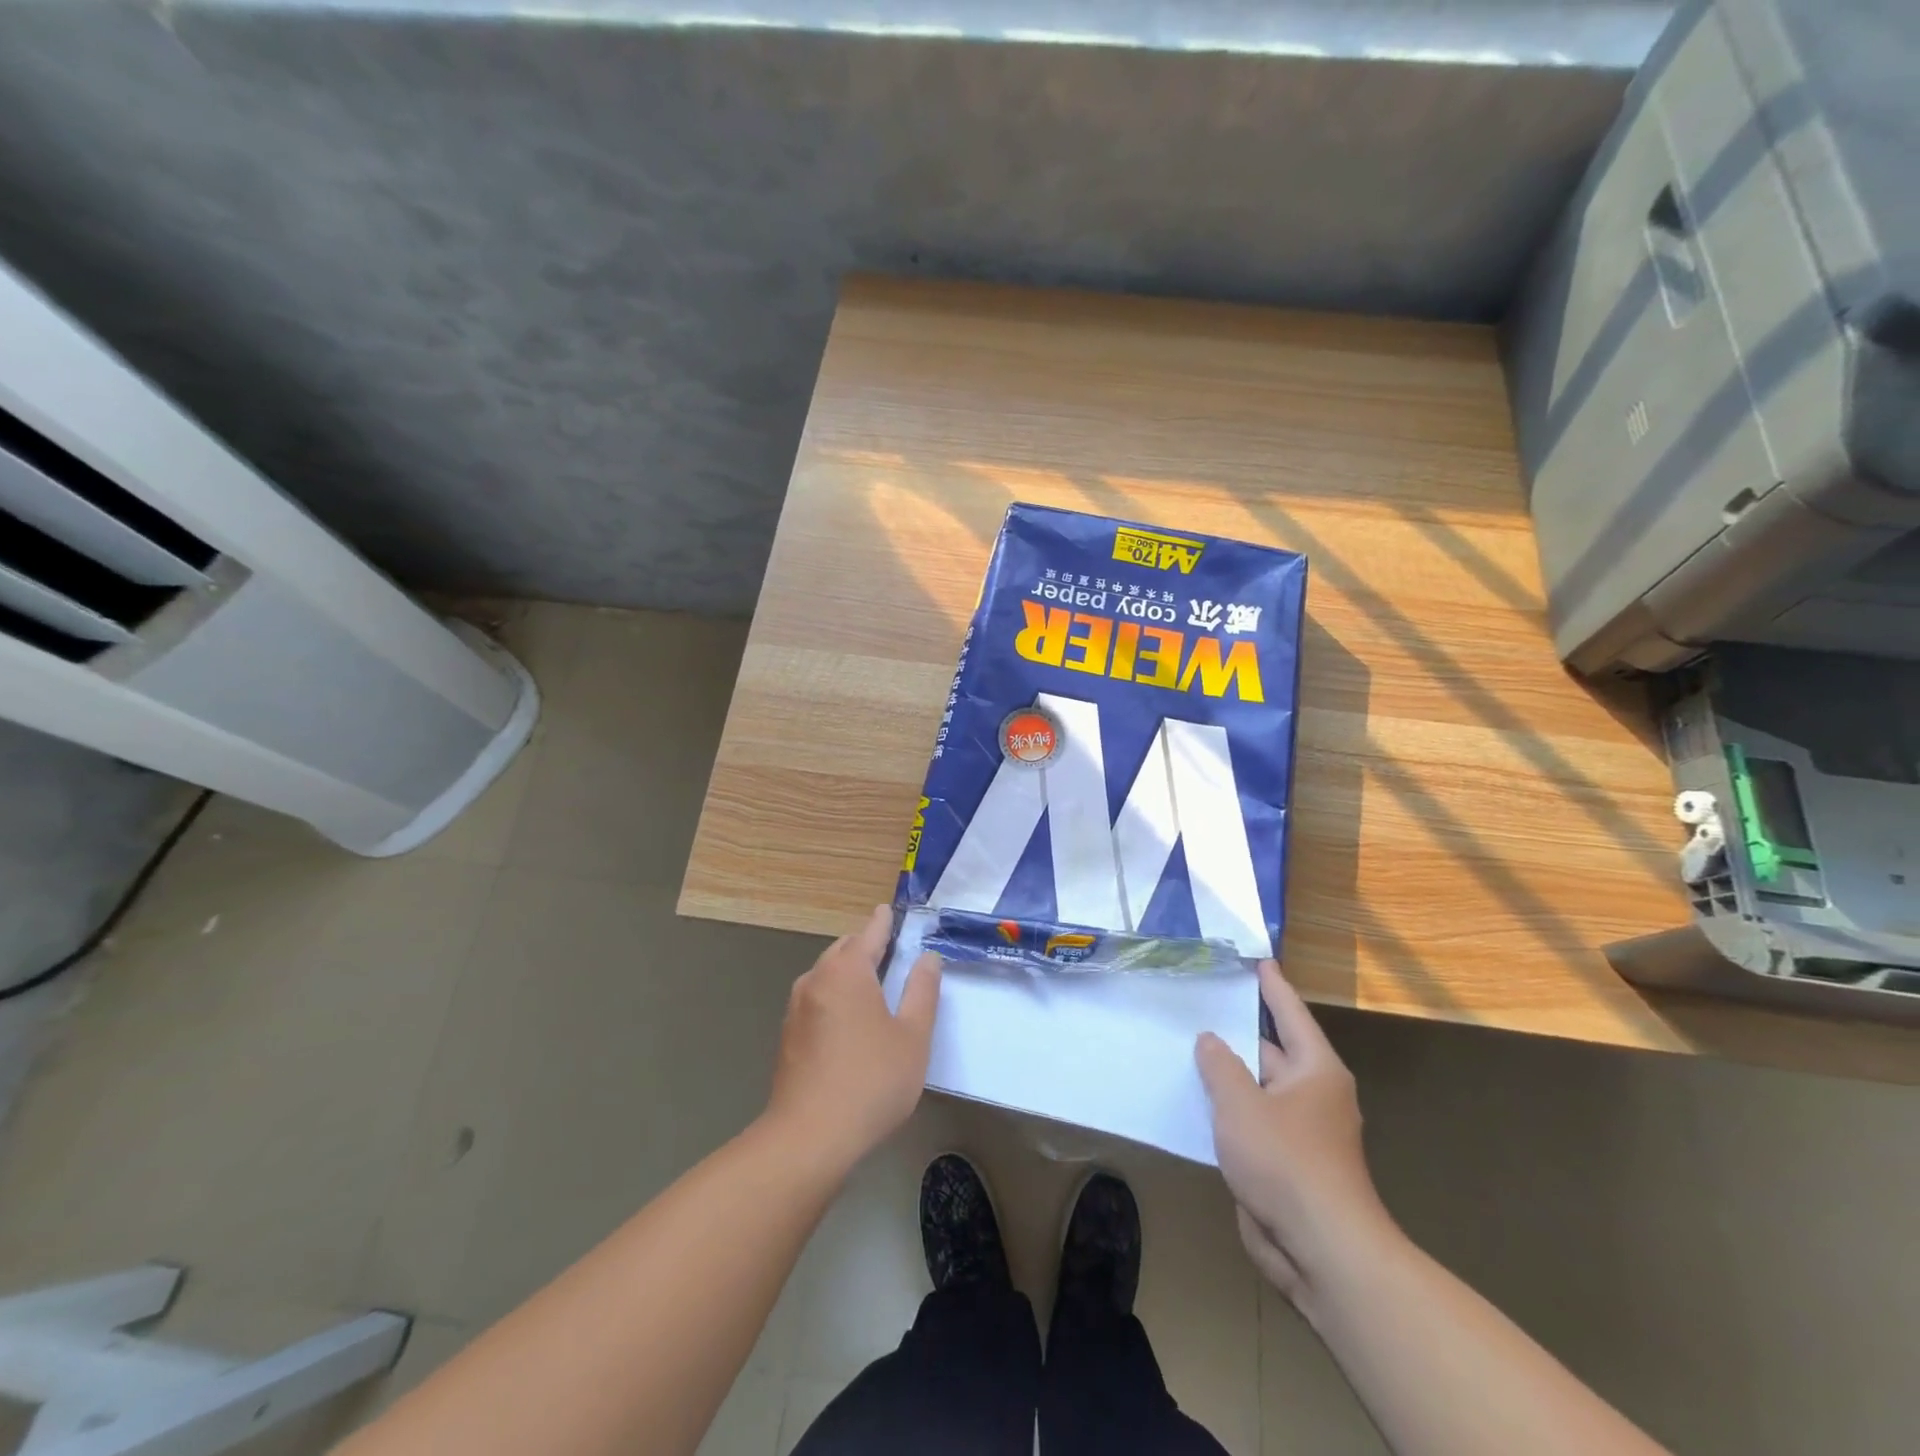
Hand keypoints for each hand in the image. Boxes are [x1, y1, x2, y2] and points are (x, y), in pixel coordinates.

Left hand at [766, 905, 941, 1171]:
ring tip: (874, 987)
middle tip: (892, 953)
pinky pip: (816, 999)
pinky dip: (835, 996)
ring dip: (849, 973)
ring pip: (826, 975)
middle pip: (843, 950)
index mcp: (847, 971)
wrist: (809, 1138)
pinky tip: (850, 1021)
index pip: (868, 933)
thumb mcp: (913, 1036)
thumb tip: (927, 958)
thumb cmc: (871, 1081)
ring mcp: (796, 1008)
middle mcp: (816, 980)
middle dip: (866, 946)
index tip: (890, 910)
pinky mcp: (788, 1036)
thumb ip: (922, 991)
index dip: (883, 921)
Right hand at [1196, 961, 1393, 1308]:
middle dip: (1238, 1032)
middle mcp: (1312, 1095)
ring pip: (1257, 1089)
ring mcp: (1299, 1132)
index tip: (1260, 961)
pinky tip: (1195, 1100)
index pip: (1290, 1015)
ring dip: (1228, 1074)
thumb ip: (1220, 1066)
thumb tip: (1210, 1040)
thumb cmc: (1285, 1161)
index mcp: (1316, 1071)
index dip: (1273, 987)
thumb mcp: (1241, 1103)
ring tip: (1189, 1046)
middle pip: (1271, 1051)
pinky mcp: (1283, 1164)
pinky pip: (1250, 1122)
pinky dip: (1227, 1109)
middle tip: (1203, 1003)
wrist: (1320, 1250)